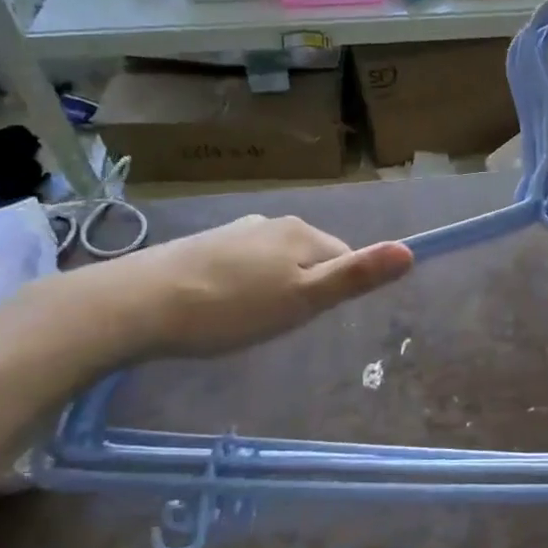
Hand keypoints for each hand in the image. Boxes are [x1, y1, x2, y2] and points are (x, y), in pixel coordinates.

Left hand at [6, 215, 413, 367]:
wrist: (136, 304)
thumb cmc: (231, 307)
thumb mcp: (304, 299)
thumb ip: (357, 276)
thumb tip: (411, 251)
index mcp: (300, 232)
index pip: (344, 257)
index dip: (335, 291)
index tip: (308, 319)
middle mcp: (271, 223)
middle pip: (310, 258)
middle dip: (304, 289)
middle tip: (279, 324)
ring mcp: (234, 231)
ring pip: (275, 263)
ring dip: (273, 289)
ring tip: (248, 322)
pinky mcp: (202, 246)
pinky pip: (243, 266)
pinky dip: (242, 287)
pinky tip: (220, 309)